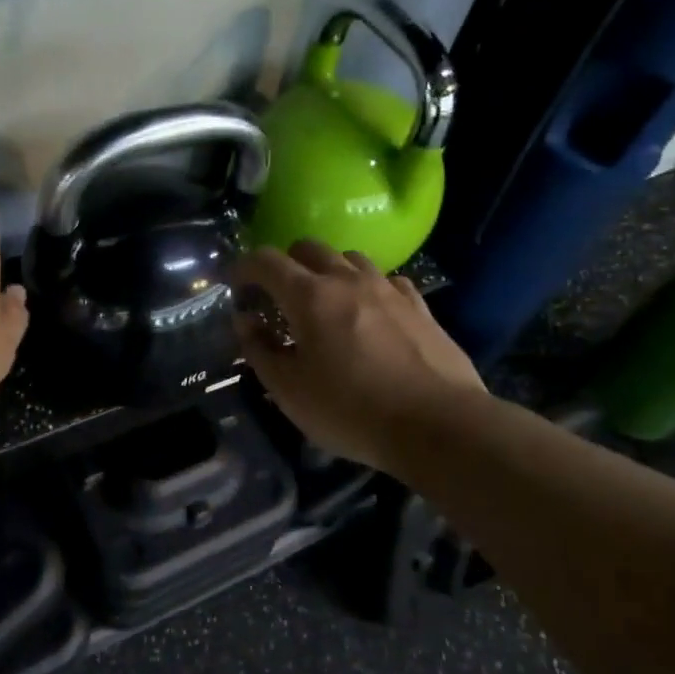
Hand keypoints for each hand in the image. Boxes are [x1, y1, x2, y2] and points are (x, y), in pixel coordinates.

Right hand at [231, 241, 485, 473]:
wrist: (439, 426)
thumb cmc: (351, 411)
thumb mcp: (289, 391)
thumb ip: (259, 349)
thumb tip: (245, 320)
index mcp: (309, 296)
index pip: (266, 260)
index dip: (244, 267)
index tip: (236, 285)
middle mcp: (347, 280)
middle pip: (308, 248)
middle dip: (285, 264)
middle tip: (278, 296)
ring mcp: (388, 289)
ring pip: (350, 258)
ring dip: (328, 270)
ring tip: (326, 302)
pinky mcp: (419, 306)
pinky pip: (386, 280)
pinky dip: (367, 287)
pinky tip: (370, 313)